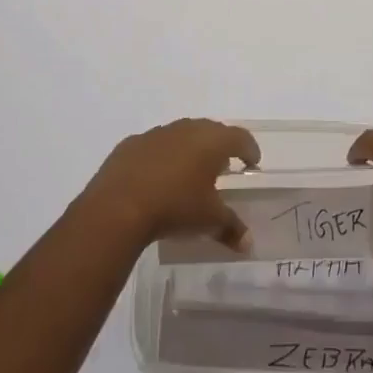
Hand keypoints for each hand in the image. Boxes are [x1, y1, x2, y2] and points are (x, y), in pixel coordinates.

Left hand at [77, 119, 260, 251]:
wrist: (119, 206)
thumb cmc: (175, 207)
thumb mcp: (209, 221)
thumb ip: (231, 228)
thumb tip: (248, 243)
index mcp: (211, 142)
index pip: (239, 137)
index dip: (249, 149)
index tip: (253, 162)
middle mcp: (186, 129)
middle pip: (210, 130)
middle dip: (220, 145)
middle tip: (225, 163)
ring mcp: (157, 134)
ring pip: (181, 135)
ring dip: (190, 149)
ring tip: (191, 170)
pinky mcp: (131, 144)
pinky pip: (154, 146)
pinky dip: (162, 157)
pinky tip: (158, 176)